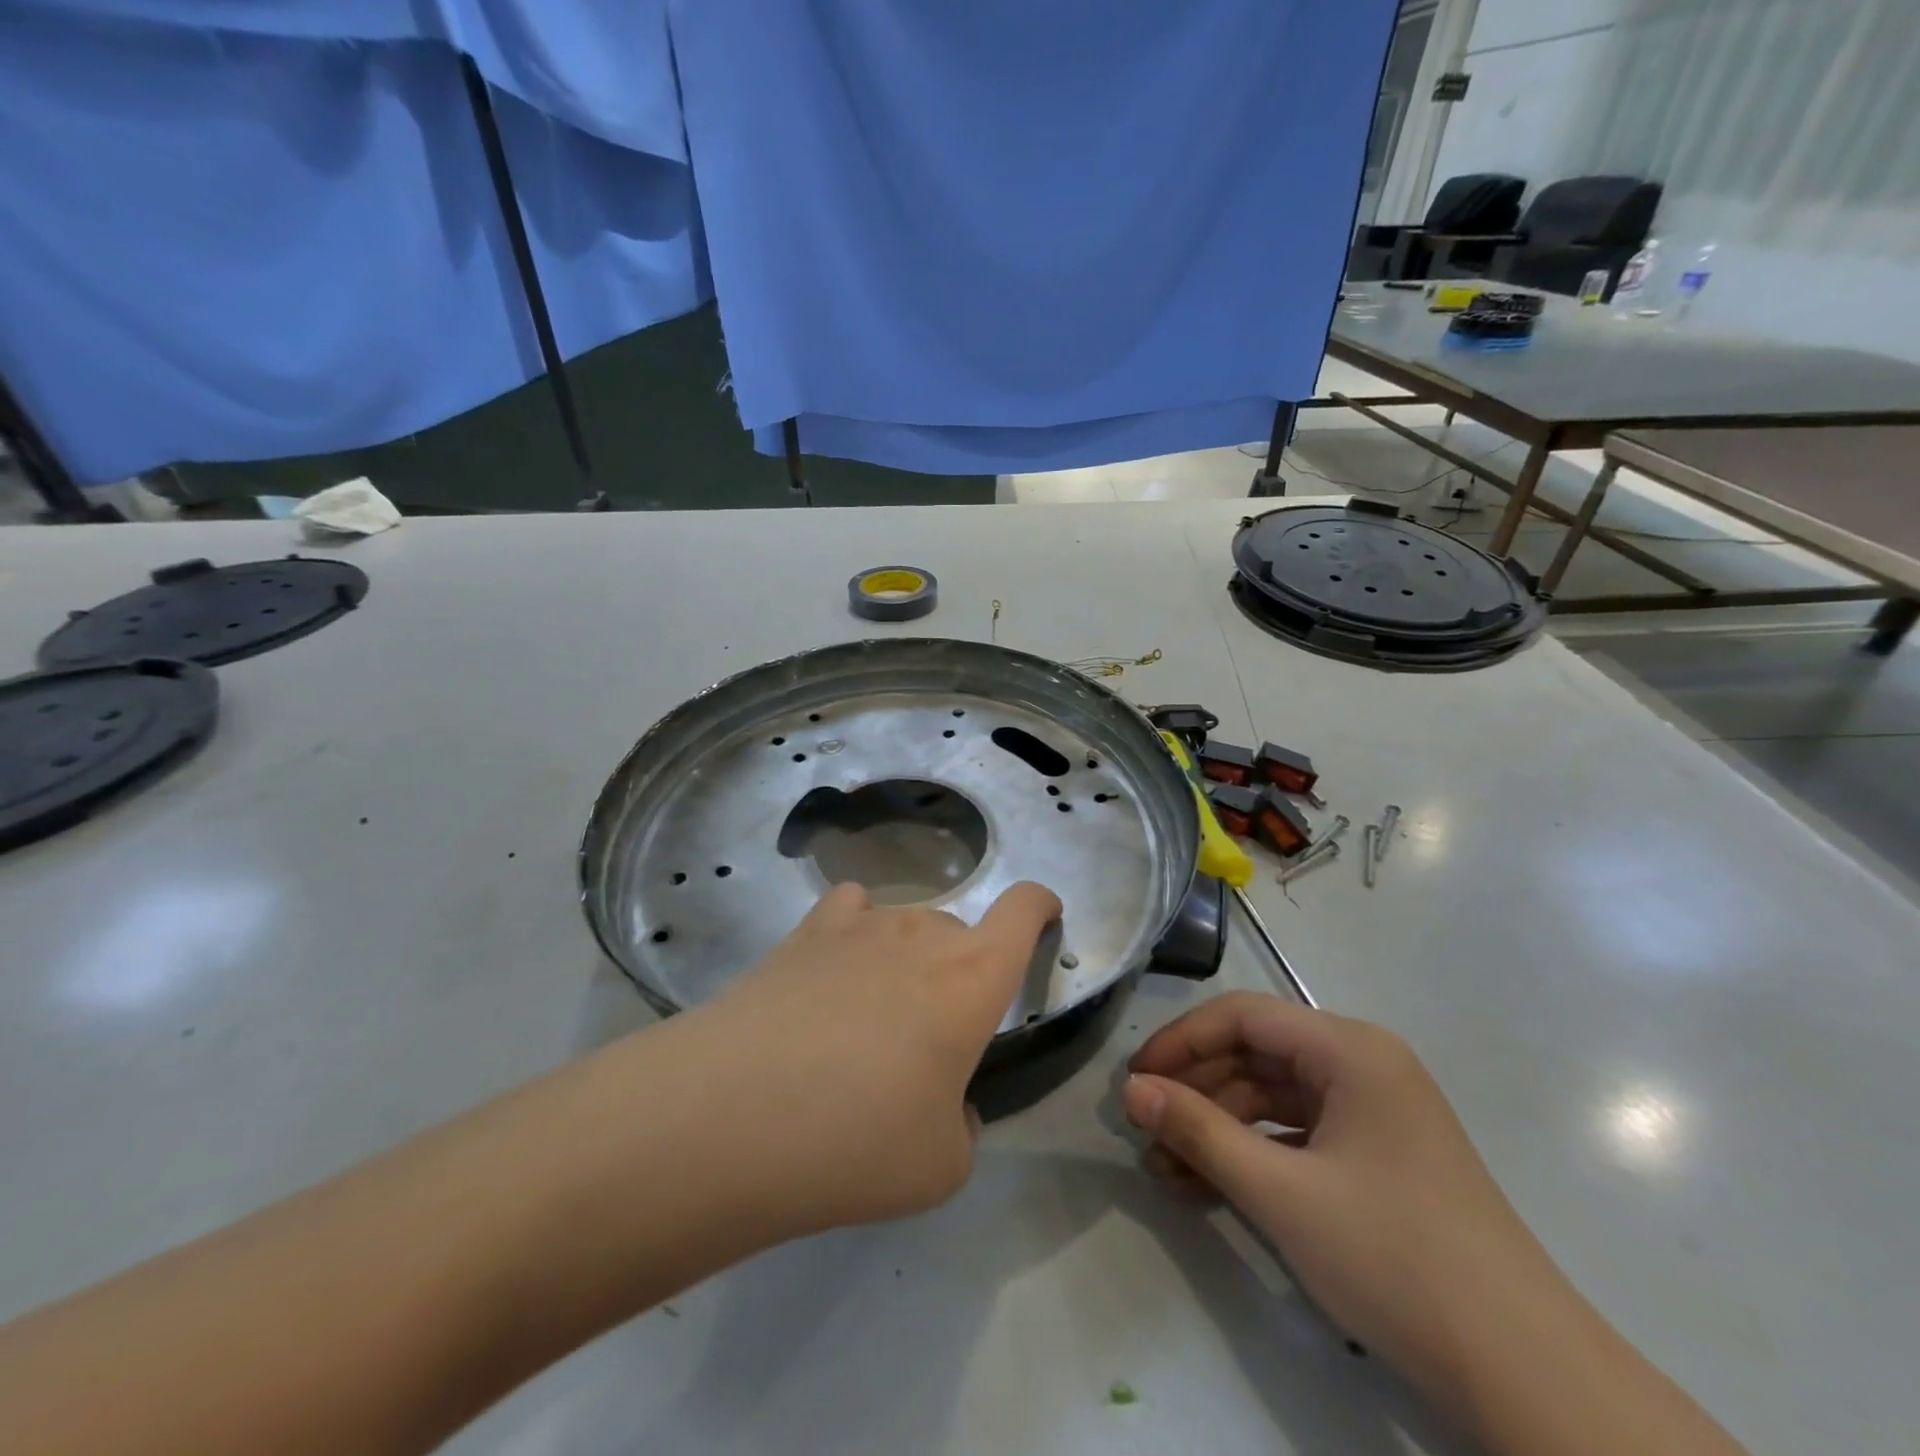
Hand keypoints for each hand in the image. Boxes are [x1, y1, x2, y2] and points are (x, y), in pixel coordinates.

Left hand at [685, 880, 1060, 1235]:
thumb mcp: (941, 1166)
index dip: (1041, 906)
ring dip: (905, 963)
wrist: (731, 1115)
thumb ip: (961, 1125)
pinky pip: (850, 911)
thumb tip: (942, 1100)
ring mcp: (861, 925)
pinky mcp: (805, 932)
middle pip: (959, 931)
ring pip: (906, 926)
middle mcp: (923, 934)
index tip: (1044, 917)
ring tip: (869, 1021)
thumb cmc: (856, 1141)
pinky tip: (834, 970)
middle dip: (959, 972)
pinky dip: (856, 933)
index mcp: (973, 978)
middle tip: (927, 1040)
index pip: (1024, 909)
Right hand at [1122, 993, 1570, 1405]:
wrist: (1526, 1376)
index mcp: (1349, 1048)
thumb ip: (1199, 1132)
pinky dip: (1252, 1155)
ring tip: (1166, 1171)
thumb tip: (1131, 1091)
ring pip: (1271, 1098)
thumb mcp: (1282, 1193)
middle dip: (1196, 1092)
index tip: (1135, 1082)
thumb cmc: (1396, 1258)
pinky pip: (1296, 1135)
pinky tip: (1209, 1188)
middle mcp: (1362, 1064)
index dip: (1180, 1041)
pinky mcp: (1376, 1155)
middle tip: (1145, 1132)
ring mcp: (1372, 1111)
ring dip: (1217, 1129)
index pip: (1241, 1016)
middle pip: (1255, 1055)